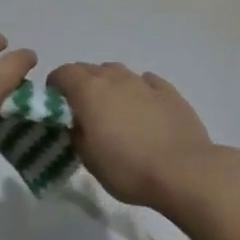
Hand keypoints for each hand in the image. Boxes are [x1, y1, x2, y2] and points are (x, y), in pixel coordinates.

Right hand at [47, 62, 237, 213]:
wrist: (183, 170)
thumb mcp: (89, 160)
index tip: (56, 102)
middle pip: (91, 69)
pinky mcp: (169, 91)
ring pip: (119, 72)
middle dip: (82, 83)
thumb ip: (77, 134)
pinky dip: (138, 90)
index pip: (64, 72)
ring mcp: (144, 82)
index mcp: (90, 91)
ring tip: (114, 109)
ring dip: (110, 85)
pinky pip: (146, 82)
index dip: (56, 85)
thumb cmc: (128, 168)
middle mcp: (116, 78)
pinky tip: (142, 107)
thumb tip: (77, 123)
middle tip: (83, 109)